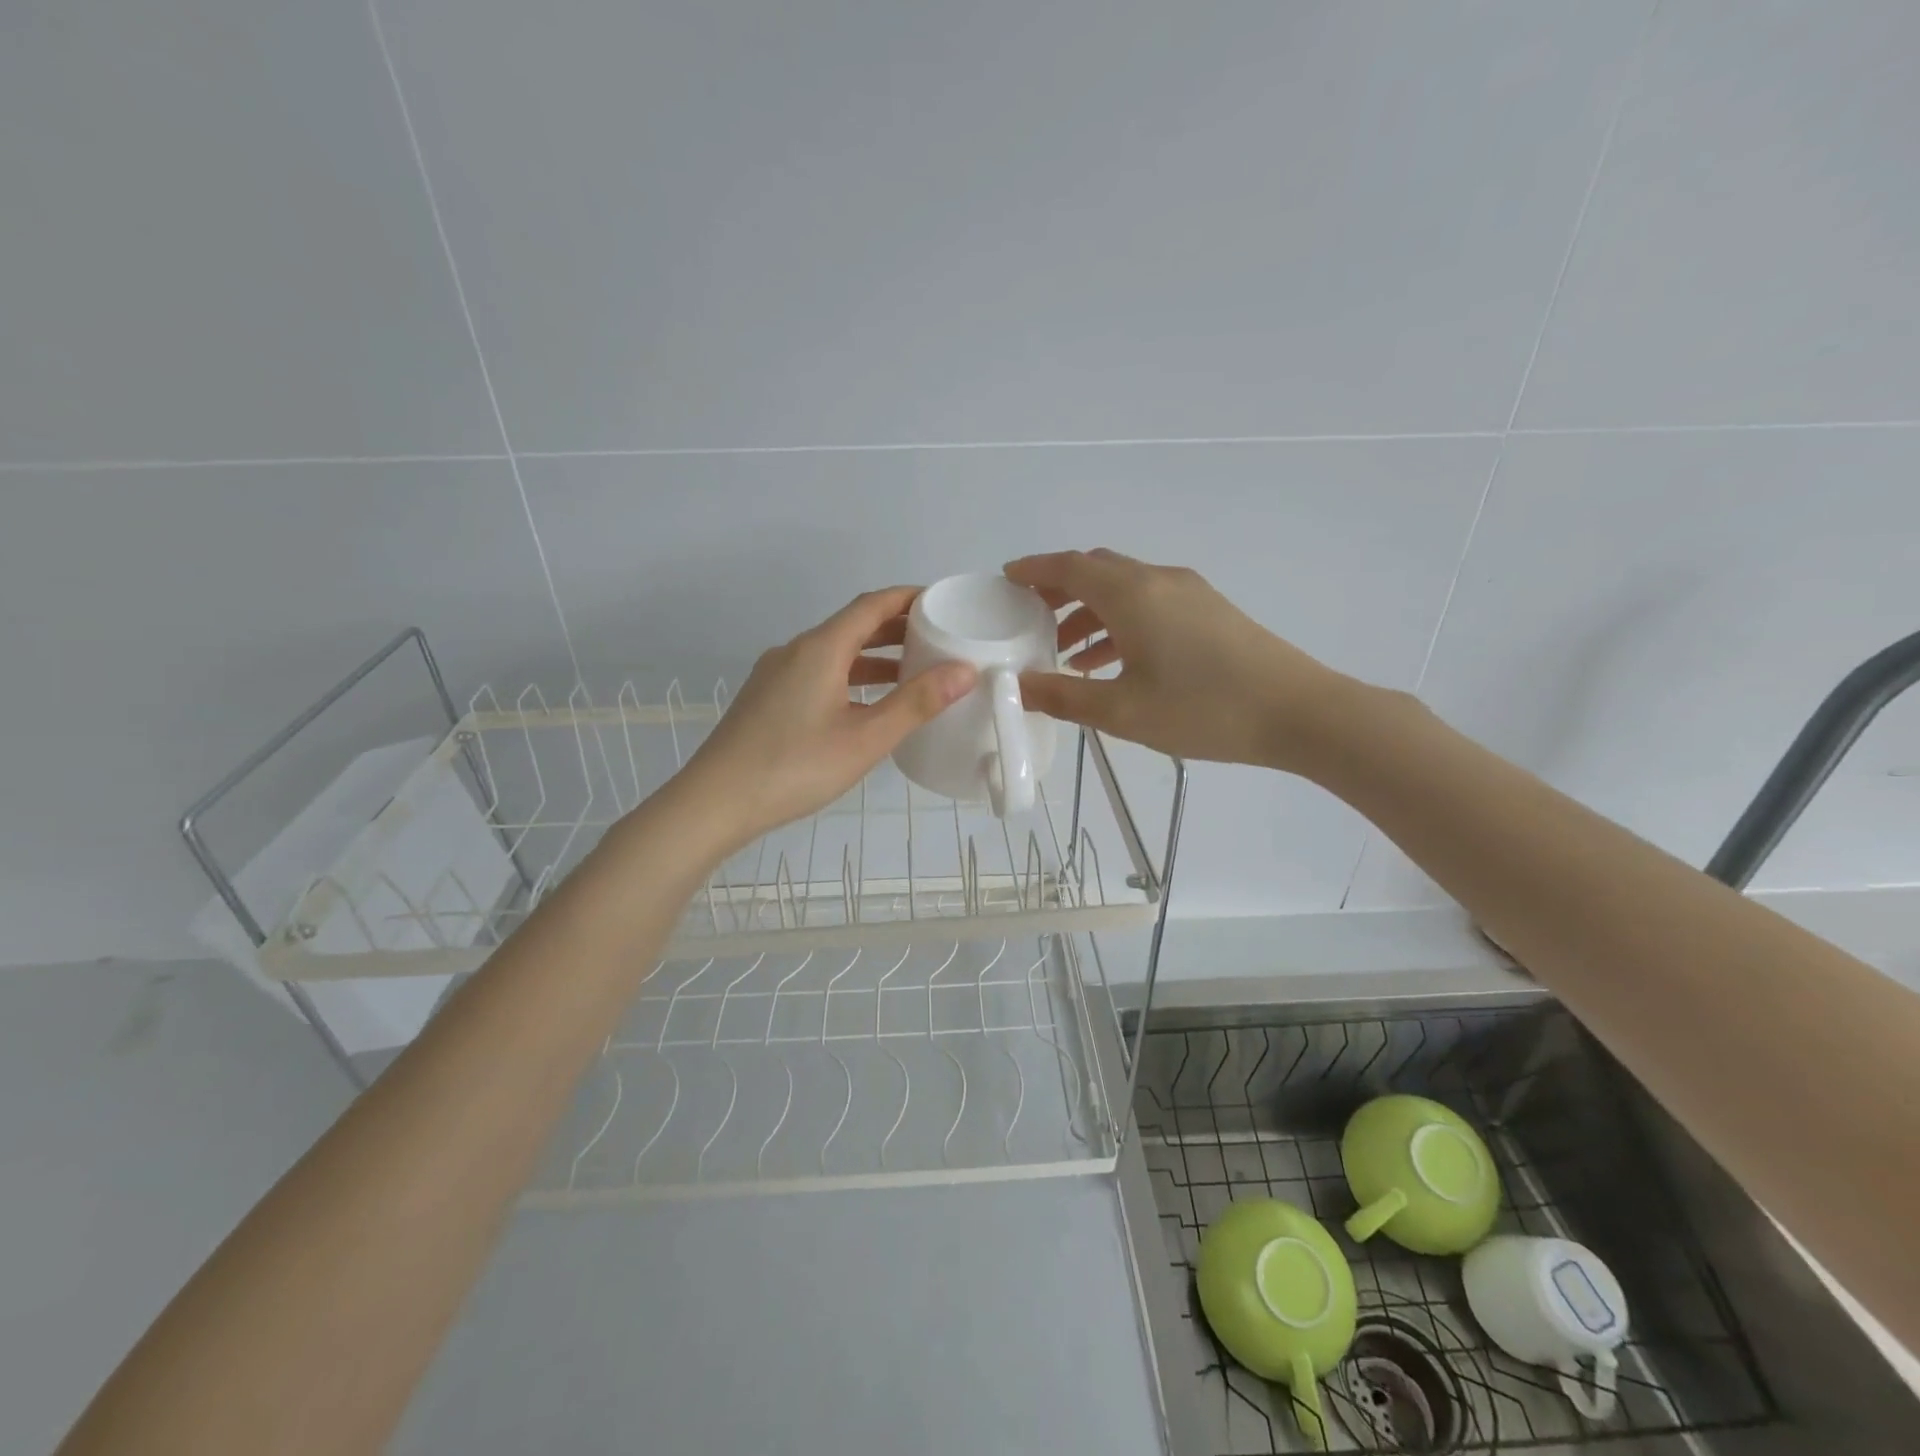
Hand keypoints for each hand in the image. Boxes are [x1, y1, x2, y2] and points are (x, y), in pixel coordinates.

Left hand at [673, 587, 975, 851]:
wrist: (715, 802)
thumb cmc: (795, 767)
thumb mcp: (866, 739)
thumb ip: (916, 703)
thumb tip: (964, 670)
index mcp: (820, 649)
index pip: (871, 605)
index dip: (908, 598)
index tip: (942, 602)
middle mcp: (795, 651)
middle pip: (852, 626)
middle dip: (895, 628)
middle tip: (937, 637)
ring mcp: (776, 674)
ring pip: (834, 652)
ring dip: (872, 657)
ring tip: (912, 672)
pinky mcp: (767, 698)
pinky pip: (817, 672)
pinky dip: (850, 676)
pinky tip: (866, 704)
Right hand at [1005, 549, 1351, 770]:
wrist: (1298, 712)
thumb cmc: (1203, 710)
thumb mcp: (1122, 711)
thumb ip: (1063, 696)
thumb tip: (1016, 686)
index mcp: (1132, 595)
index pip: (1069, 567)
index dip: (1033, 570)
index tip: (1006, 578)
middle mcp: (1158, 581)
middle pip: (1096, 570)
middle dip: (1058, 589)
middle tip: (1028, 617)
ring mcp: (1188, 593)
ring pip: (1123, 588)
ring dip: (1089, 611)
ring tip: (1063, 651)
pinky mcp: (1209, 611)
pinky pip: (1148, 603)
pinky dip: (1119, 621)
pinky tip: (1111, 661)